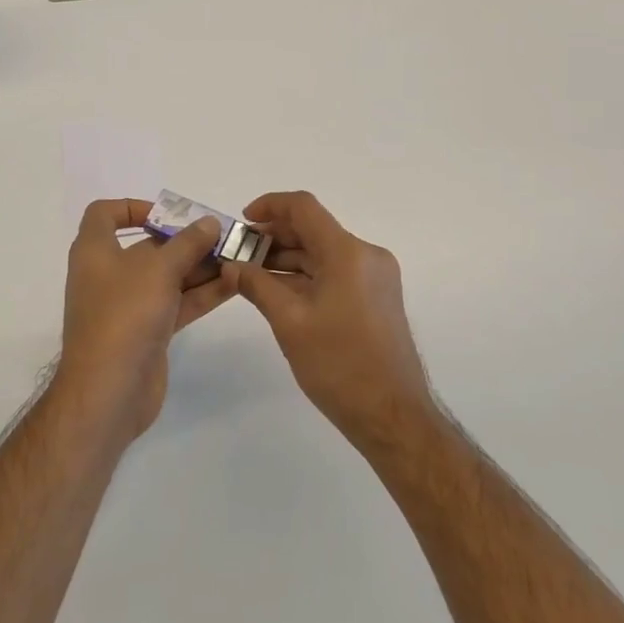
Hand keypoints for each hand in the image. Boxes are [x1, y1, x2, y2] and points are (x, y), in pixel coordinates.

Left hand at [56, 199, 233, 438]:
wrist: (108, 392)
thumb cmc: (124, 315)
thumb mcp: (158, 270)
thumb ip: (187, 244)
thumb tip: (209, 223)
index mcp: (95, 252)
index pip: (104, 215)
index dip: (133, 207)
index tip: (168, 214)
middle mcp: (109, 275)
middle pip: (148, 246)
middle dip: (185, 240)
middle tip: (223, 236)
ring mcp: (128, 306)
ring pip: (168, 277)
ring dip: (200, 266)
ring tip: (238, 257)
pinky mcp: (147, 332)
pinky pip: (177, 303)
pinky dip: (202, 293)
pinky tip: (234, 283)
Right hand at [223, 192, 432, 452]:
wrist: (392, 416)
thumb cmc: (339, 365)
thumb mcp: (290, 323)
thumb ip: (257, 286)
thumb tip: (231, 266)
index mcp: (348, 252)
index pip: (304, 208)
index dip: (270, 206)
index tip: (242, 222)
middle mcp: (366, 255)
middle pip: (313, 230)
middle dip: (274, 237)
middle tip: (239, 255)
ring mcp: (375, 276)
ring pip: (323, 253)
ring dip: (288, 259)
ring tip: (251, 275)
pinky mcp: (376, 297)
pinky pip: (335, 272)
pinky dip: (306, 276)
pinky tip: (279, 292)